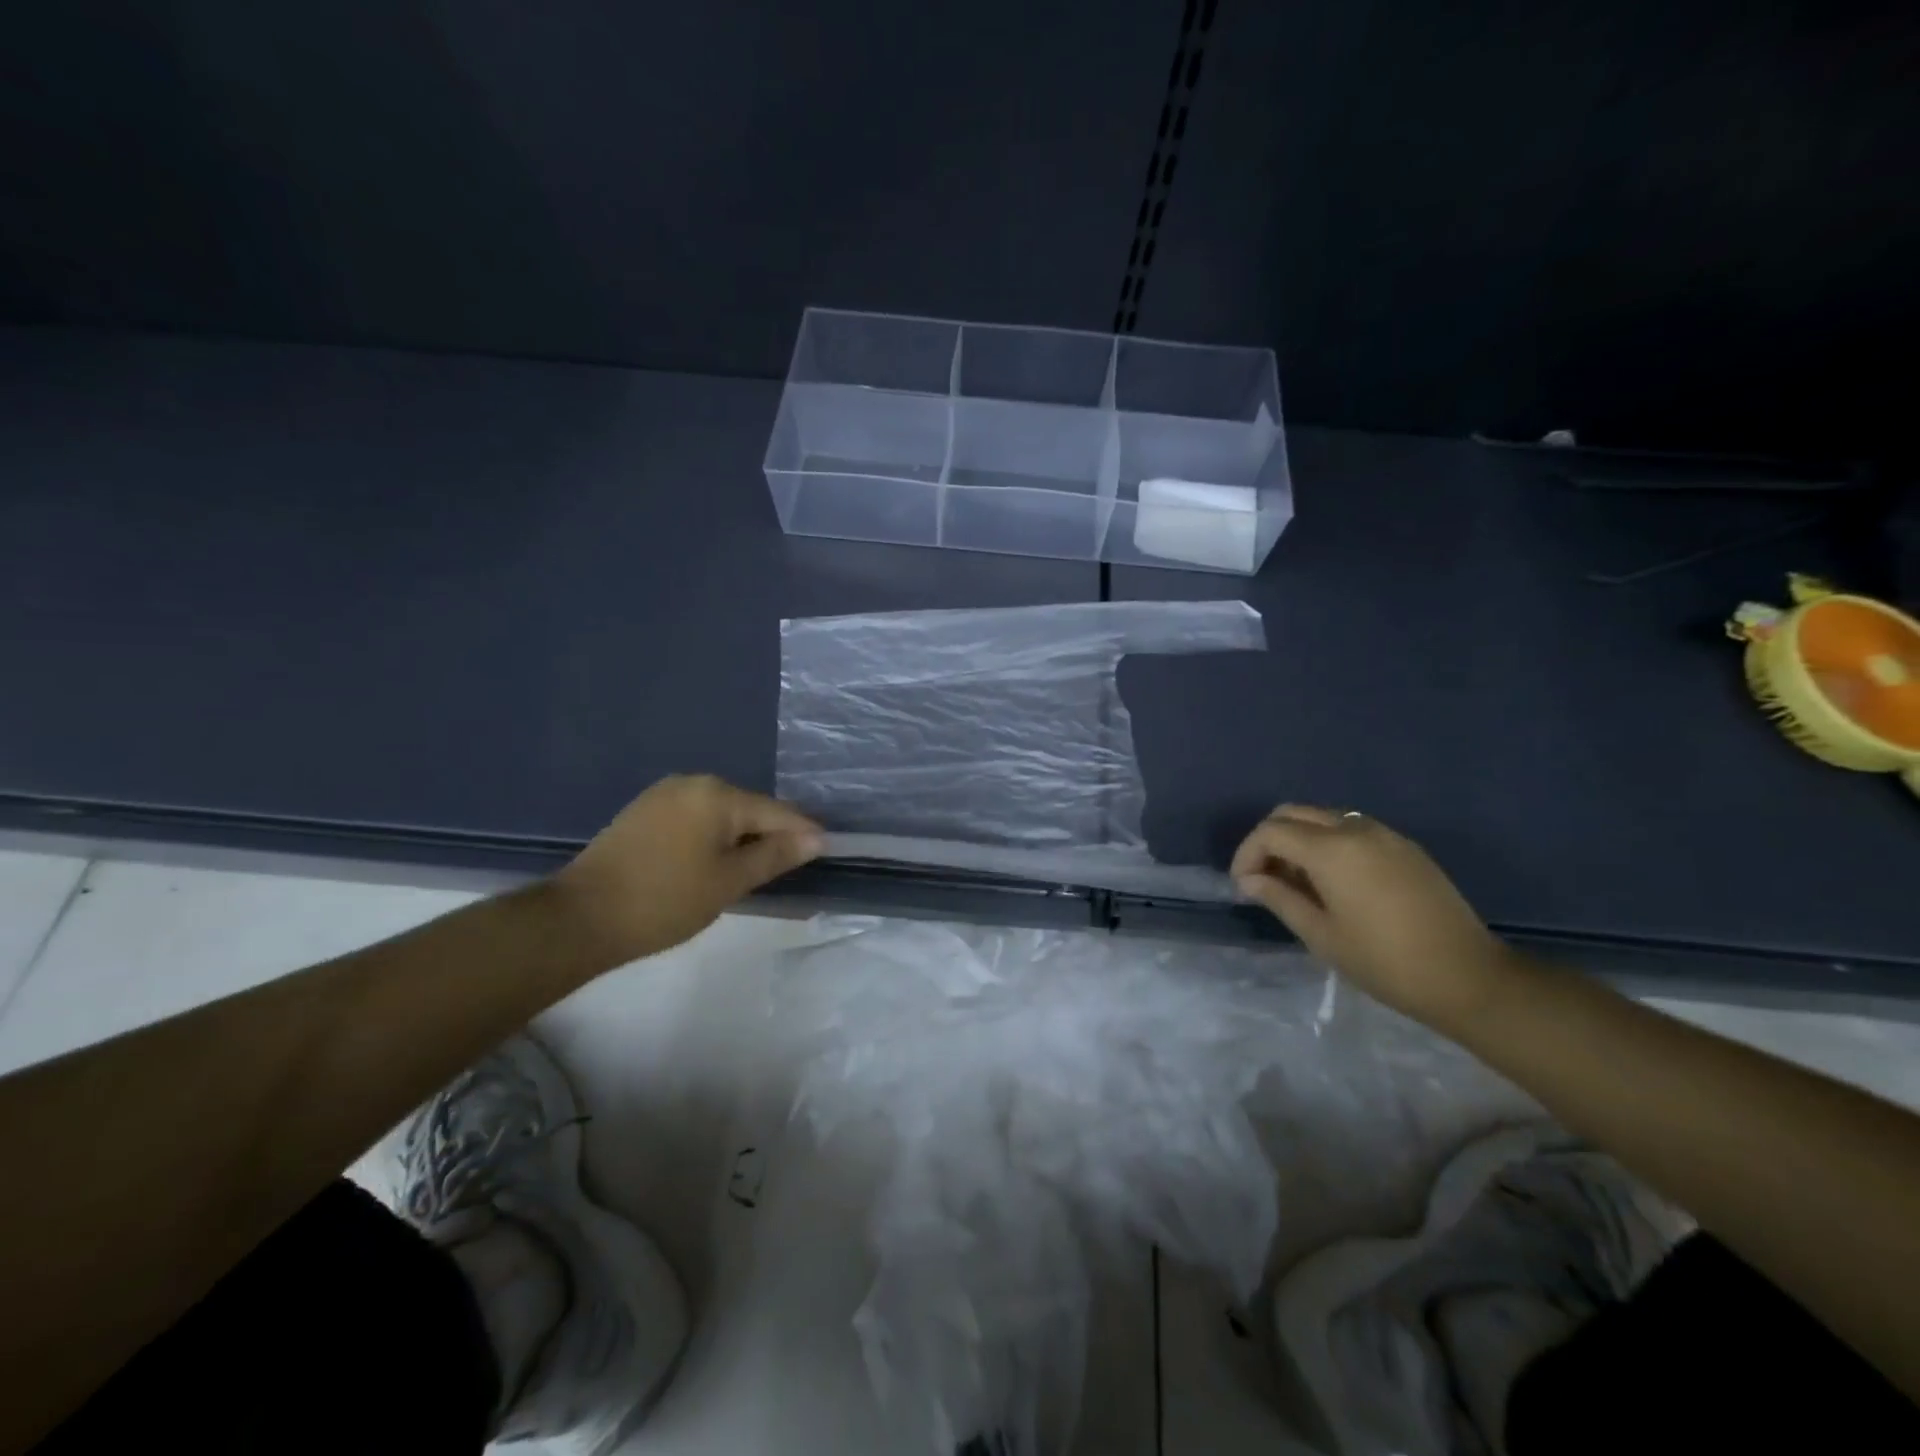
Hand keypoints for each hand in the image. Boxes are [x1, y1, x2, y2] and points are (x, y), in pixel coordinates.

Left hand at [553, 775, 821, 963]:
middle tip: (785, 870)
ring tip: (750, 871)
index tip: (826, 852)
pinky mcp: (643, 811)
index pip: (776, 811)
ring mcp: (663, 794)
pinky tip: (711, 864)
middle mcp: (692, 783)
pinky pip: (695, 818)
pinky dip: (711, 838)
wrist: (580, 918)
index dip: (803, 833)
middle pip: (748, 808)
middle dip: (770, 835)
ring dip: (740, 838)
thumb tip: (817, 838)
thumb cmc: (665, 900)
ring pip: (720, 814)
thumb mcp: (729, 881)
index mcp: (717, 794)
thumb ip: (775, 855)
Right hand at [1229, 804, 1517, 1030]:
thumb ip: (1279, 898)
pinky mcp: (1405, 848)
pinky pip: (1352, 830)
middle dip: (1270, 840)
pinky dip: (1329, 844)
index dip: (1247, 854)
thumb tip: (1249, 881)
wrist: (1468, 977)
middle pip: (1294, 814)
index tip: (1244, 887)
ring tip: (1297, 883)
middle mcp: (1355, 829)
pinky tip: (1334, 883)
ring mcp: (1385, 835)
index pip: (1271, 832)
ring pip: (1324, 818)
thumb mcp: (1321, 935)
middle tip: (1265, 879)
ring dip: (1300, 840)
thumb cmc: (1384, 961)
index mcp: (1331, 850)